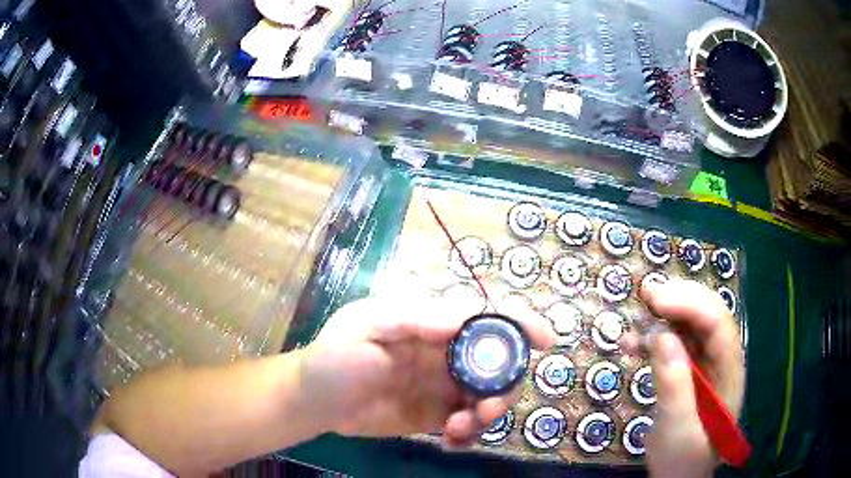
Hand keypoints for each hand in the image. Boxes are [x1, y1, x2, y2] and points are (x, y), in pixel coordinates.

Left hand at [299, 297, 556, 445]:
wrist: (314, 403)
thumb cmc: (334, 358)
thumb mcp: (365, 327)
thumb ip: (412, 319)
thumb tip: (463, 319)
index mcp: (430, 323)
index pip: (483, 316)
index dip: (519, 322)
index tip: (546, 339)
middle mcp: (444, 353)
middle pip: (497, 362)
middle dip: (503, 386)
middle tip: (484, 409)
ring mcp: (442, 387)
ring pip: (487, 396)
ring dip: (486, 414)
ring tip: (457, 429)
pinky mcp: (435, 414)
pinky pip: (468, 422)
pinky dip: (470, 432)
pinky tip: (451, 439)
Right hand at [624, 279, 744, 477]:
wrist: (678, 476)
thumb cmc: (682, 458)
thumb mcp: (677, 429)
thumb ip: (674, 386)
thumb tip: (661, 336)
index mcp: (730, 371)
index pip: (718, 324)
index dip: (690, 304)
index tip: (655, 300)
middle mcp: (722, 359)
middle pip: (708, 315)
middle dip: (679, 299)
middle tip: (646, 293)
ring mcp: (706, 364)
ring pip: (690, 325)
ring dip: (665, 316)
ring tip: (636, 316)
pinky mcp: (689, 371)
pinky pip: (675, 344)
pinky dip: (654, 338)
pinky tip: (633, 343)